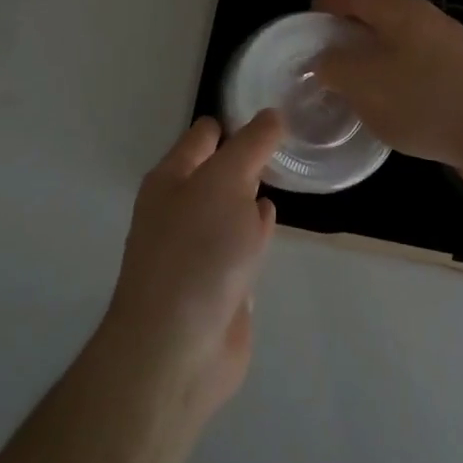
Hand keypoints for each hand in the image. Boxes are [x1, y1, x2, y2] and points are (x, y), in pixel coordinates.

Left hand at [100, 112, 280, 416]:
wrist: (177, 348)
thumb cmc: (198, 251)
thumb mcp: (226, 182)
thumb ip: (251, 145)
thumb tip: (271, 115)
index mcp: (172, 177)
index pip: (206, 134)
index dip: (238, 121)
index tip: (277, 114)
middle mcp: (181, 207)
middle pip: (219, 170)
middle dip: (249, 157)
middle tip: (291, 142)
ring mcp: (198, 247)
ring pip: (231, 207)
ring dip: (252, 195)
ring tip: (286, 174)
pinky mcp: (218, 282)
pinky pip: (240, 244)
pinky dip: (256, 232)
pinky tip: (271, 225)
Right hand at [311, 0, 462, 184]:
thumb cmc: (426, 101)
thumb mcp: (365, 85)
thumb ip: (335, 67)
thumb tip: (322, 59)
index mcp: (402, 12)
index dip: (329, 3)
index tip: (308, 19)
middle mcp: (429, 21)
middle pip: (380, 16)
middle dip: (349, 32)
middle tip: (325, 54)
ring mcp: (452, 48)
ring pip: (401, 44)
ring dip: (374, 58)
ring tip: (353, 83)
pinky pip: (420, 68)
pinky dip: (397, 78)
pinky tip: (392, 107)